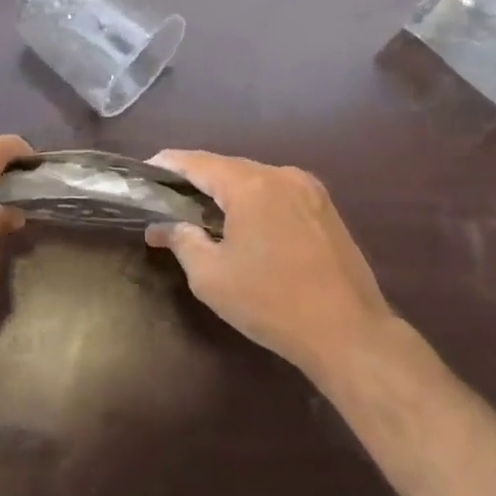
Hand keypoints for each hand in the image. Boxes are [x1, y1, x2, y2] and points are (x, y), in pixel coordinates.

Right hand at [146, 150, 393, 386]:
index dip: (169, 164)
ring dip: (227, 191)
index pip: (198, 162)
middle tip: (169, 197)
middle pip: (227, 167)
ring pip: (255, 179)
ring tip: (203, 211)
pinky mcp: (325, 208)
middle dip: (197, 179)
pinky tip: (245, 224)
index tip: (146, 170)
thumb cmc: (271, 303)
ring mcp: (309, 189)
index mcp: (250, 184)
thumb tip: (161, 227)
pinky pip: (278, 193)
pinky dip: (255, 200)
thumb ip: (182, 241)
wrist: (349, 333)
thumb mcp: (211, 277)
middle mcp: (281, 175)